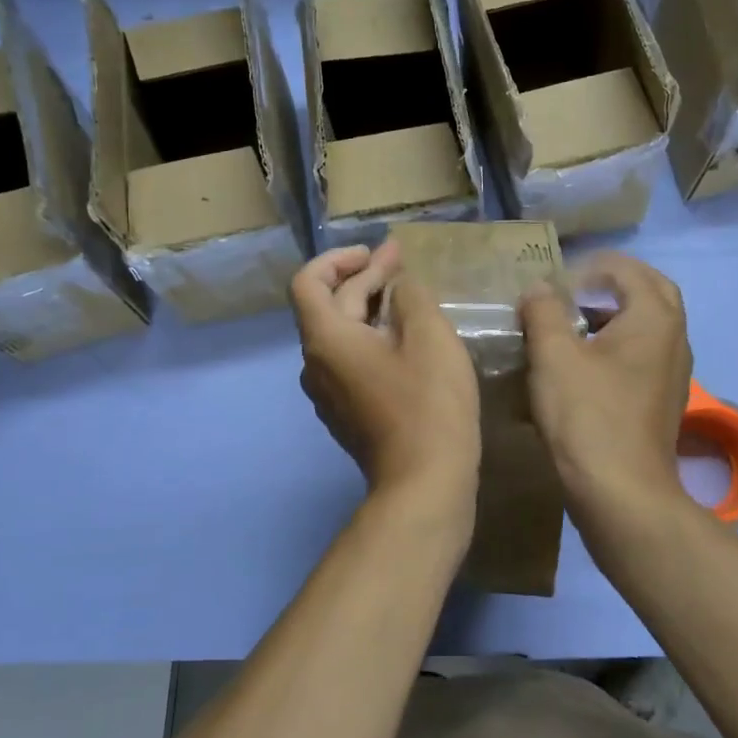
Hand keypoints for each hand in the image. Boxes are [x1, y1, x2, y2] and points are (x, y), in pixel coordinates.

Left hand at [292, 241, 480, 499]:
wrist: (424, 483)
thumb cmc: (427, 403)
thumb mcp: (429, 336)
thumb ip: (410, 296)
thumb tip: (399, 287)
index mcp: (325, 339)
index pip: (308, 281)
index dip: (339, 258)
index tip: (376, 253)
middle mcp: (315, 364)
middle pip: (331, 306)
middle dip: (366, 278)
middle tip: (404, 261)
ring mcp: (329, 393)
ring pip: (343, 335)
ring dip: (371, 308)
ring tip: (408, 296)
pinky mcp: (347, 413)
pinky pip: (352, 362)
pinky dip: (373, 339)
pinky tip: (406, 339)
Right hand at [519, 252, 691, 519]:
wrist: (620, 492)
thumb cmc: (587, 415)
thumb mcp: (553, 356)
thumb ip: (544, 311)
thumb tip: (539, 289)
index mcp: (654, 318)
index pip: (629, 270)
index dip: (590, 268)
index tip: (556, 284)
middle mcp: (674, 339)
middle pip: (650, 293)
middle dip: (613, 284)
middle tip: (575, 290)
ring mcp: (673, 373)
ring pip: (648, 327)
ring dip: (614, 317)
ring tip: (572, 327)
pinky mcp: (662, 401)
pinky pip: (643, 357)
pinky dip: (617, 347)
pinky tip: (582, 368)